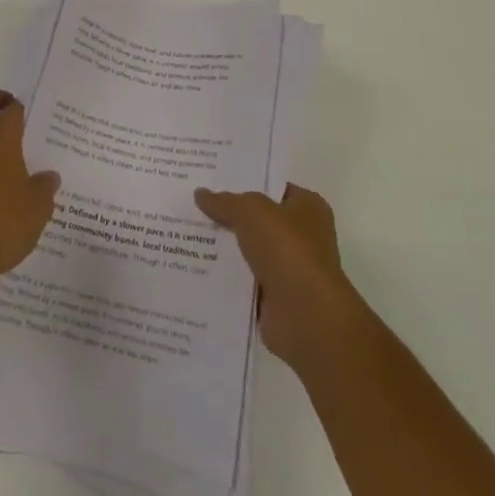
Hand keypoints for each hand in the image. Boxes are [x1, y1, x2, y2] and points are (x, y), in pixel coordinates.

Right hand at [194, 183, 367, 371]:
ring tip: (186, 232)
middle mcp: (303, 236)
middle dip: (229, 215)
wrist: (306, 317)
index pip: (272, 187)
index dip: (244, 181)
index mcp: (308, 207)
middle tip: (193, 204)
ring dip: (225, 247)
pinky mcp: (276, 298)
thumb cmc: (287, 250)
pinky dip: (226, 277)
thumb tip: (201, 194)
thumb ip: (225, 201)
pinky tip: (196, 265)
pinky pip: (244, 280)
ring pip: (249, 250)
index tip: (212, 178)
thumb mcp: (251, 211)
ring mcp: (290, 269)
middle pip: (258, 219)